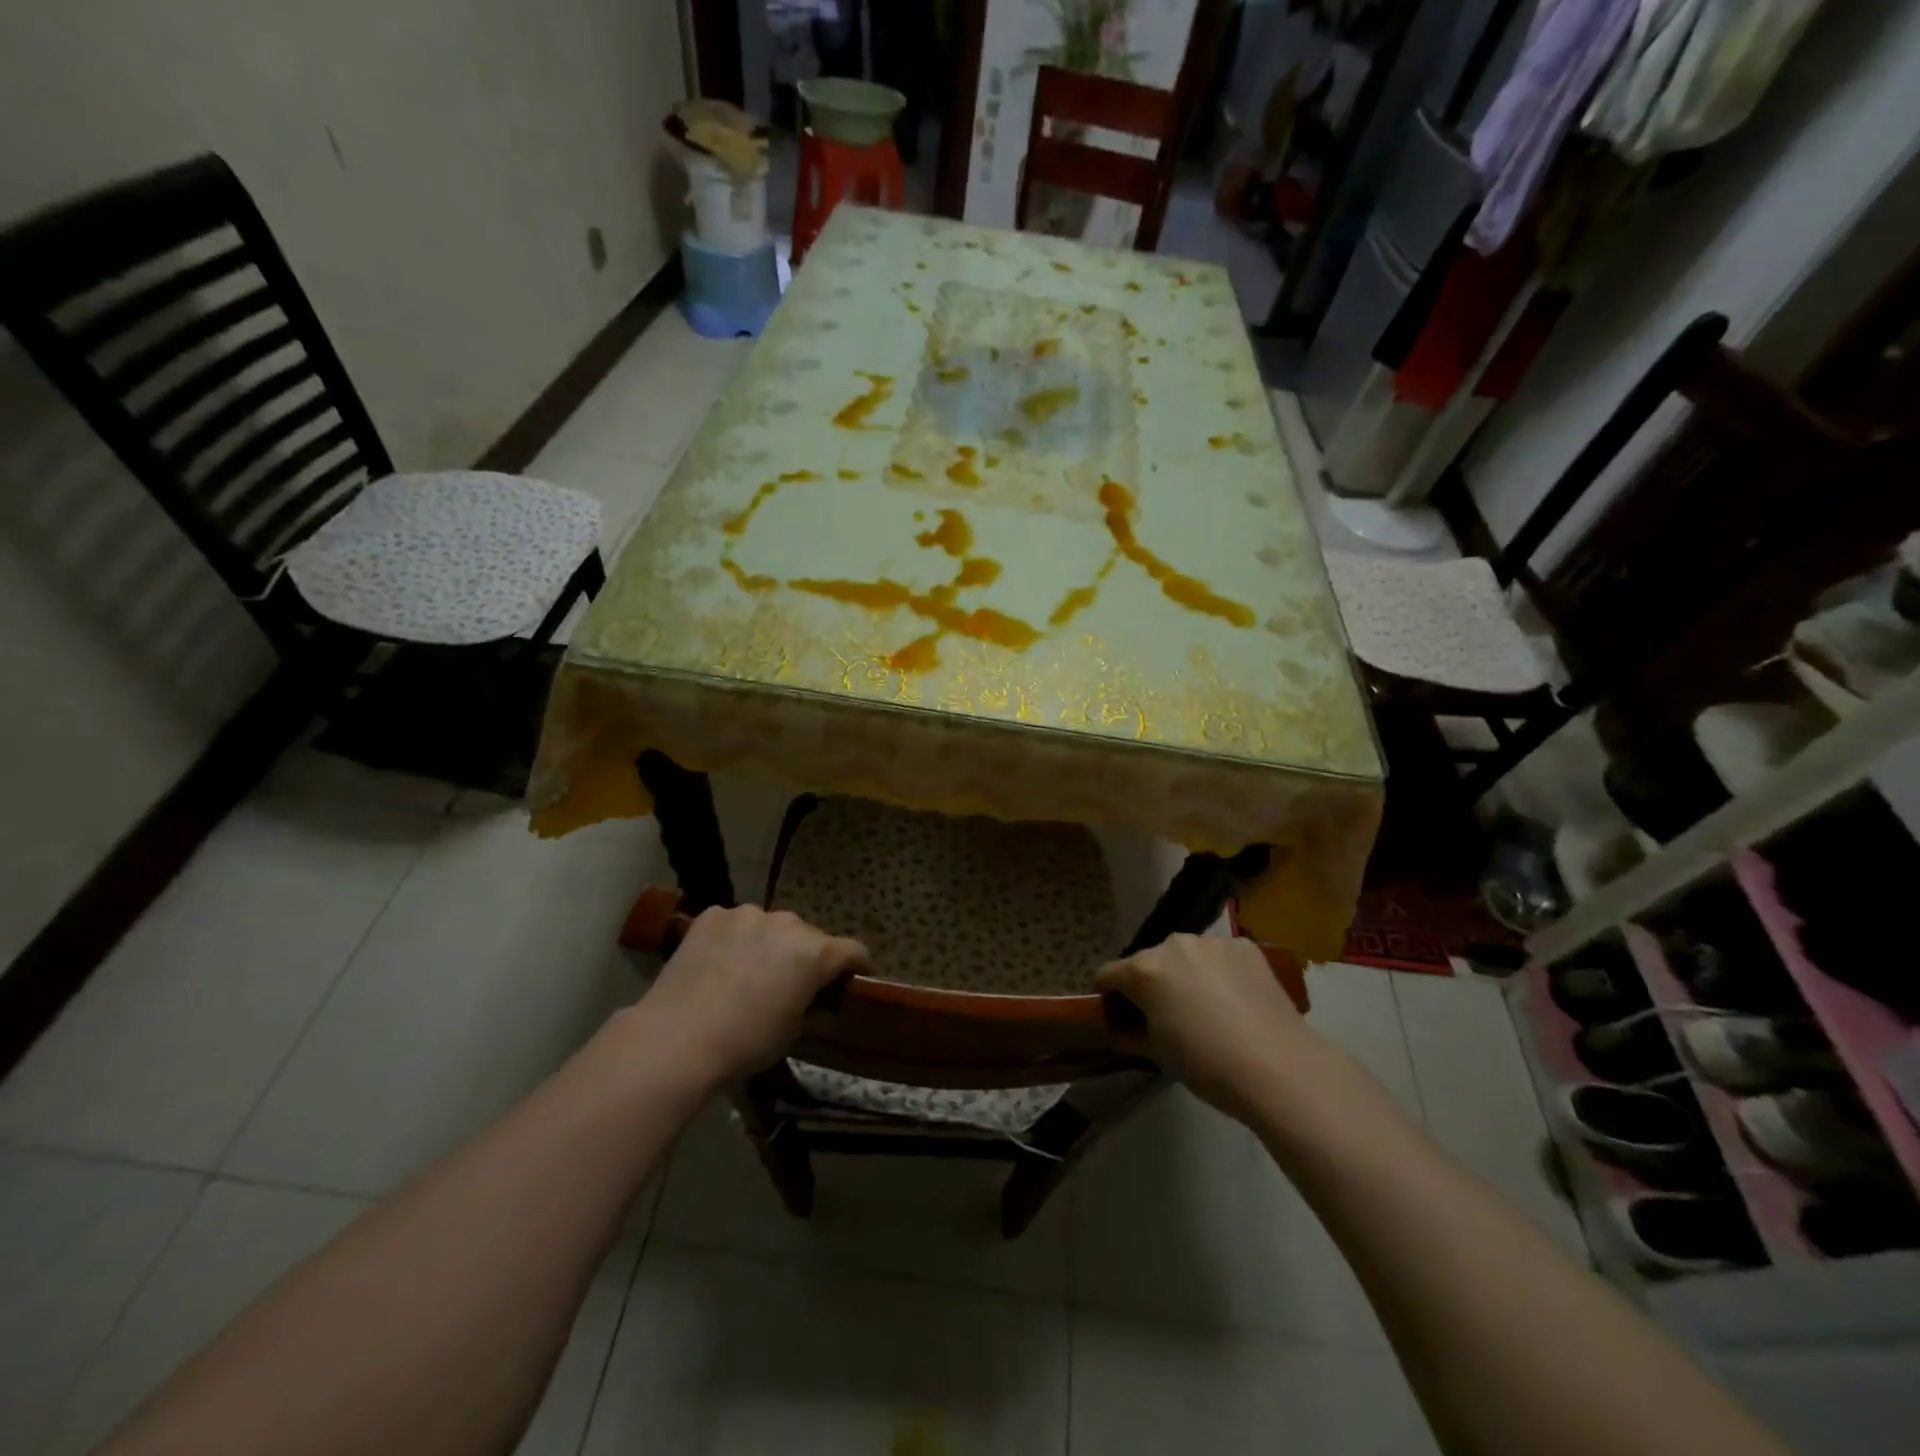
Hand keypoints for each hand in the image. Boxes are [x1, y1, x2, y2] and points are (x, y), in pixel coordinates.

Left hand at [634, 905, 870, 1087]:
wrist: (676, 1039)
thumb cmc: (745, 1043)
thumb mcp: (793, 1031)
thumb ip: (814, 1006)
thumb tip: (821, 1003)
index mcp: (815, 952)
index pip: (853, 951)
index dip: (857, 967)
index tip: (852, 982)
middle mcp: (788, 923)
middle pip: (809, 937)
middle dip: (807, 957)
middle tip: (791, 984)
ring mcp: (747, 914)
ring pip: (771, 927)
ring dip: (770, 944)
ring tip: (749, 973)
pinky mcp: (713, 915)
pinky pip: (736, 924)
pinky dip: (736, 940)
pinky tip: (719, 965)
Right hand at [1096, 934, 1318, 1123]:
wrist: (1279, 1067)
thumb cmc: (1207, 1064)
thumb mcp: (1159, 1056)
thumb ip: (1132, 1036)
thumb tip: (1121, 1033)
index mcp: (1144, 970)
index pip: (1108, 974)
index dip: (1109, 996)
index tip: (1120, 1016)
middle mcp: (1174, 945)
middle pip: (1149, 961)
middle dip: (1151, 983)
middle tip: (1167, 1016)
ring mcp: (1212, 942)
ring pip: (1186, 955)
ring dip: (1186, 974)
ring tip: (1206, 1008)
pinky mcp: (1246, 947)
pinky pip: (1219, 956)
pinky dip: (1219, 972)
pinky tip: (1235, 1000)